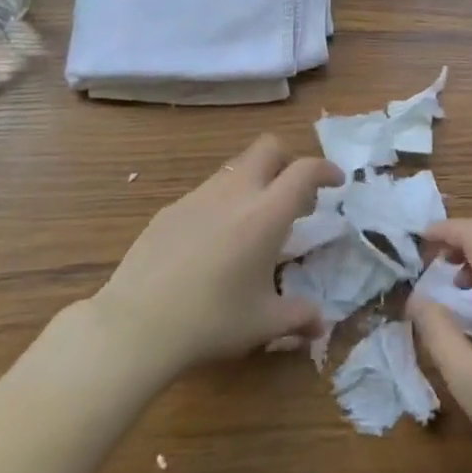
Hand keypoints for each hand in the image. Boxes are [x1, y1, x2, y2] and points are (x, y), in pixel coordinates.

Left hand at [87, 136, 341, 385]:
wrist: (136, 325)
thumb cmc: (210, 321)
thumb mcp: (263, 324)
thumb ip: (298, 317)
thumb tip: (321, 324)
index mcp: (266, 214)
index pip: (304, 170)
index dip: (325, 169)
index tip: (336, 183)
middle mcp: (235, 192)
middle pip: (268, 148)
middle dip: (288, 160)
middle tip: (294, 195)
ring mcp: (198, 196)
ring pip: (236, 167)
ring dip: (254, 181)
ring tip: (254, 221)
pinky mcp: (170, 209)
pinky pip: (207, 192)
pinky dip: (223, 202)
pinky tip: (213, 242)